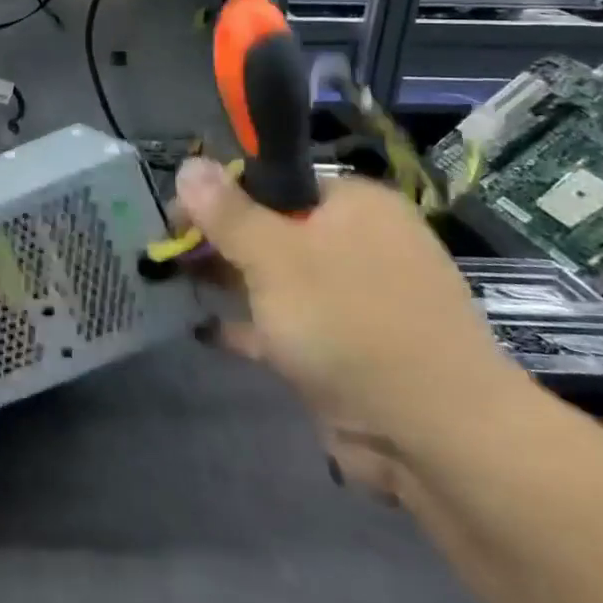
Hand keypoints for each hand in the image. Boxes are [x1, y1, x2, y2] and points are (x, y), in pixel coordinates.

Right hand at [173, 158, 529, 492]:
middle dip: (217, 239)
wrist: (436, 436)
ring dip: (226, 279)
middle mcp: (357, 244)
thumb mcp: (274, 257)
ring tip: (170, 281)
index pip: (274, 180)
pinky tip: (202, 328)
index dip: (220, 193)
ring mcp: (353, 300)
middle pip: (271, 227)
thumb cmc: (350, 322)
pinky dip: (247, 325)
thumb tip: (188, 165)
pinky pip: (284, 325)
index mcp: (354, 206)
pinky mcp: (345, 349)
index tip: (177, 215)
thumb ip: (226, 212)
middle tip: (167, 251)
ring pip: (274, 277)